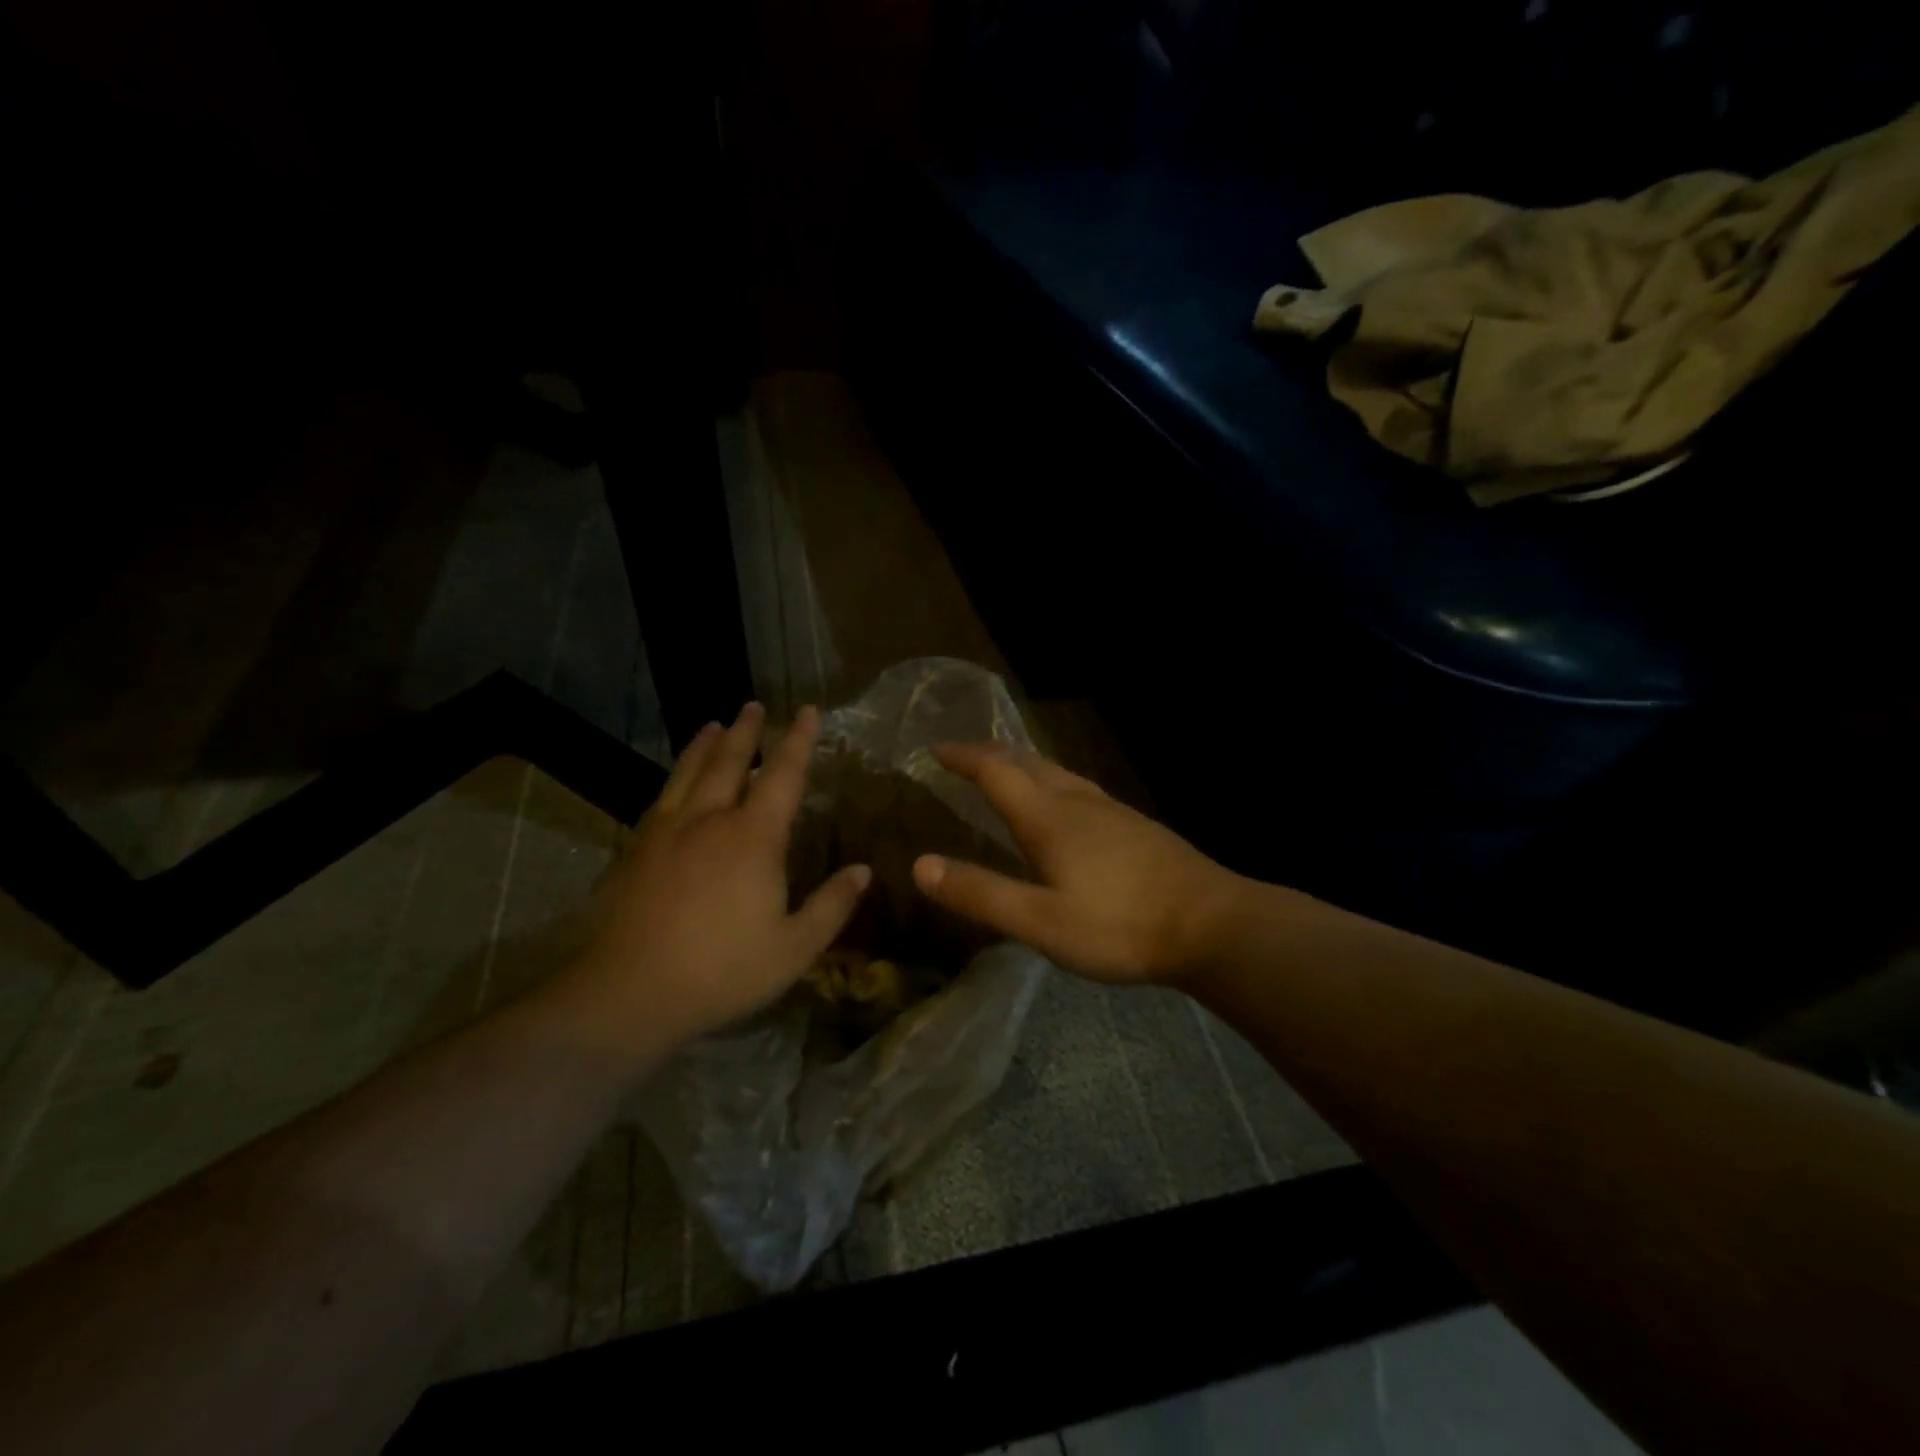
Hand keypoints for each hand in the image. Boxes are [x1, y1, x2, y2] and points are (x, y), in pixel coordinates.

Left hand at [566, 703, 870, 1046]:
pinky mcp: (635, 850)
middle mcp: (709, 820)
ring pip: (689, 773)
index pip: (783, 775)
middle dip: (746, 731)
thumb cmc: (721, 971)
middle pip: (729, 761)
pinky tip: (674, 783)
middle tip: (752, 706)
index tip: (807, 711)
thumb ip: (831, 906)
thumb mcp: (793, 948)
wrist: (627, 993)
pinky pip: (661, 798)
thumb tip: (863, 871)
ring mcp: (666, 832)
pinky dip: (675, 777)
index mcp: (753, 838)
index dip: (799, 741)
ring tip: (713, 725)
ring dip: (705, 745)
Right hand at [911, 743, 1243, 983]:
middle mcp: (1077, 802)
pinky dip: (1053, 782)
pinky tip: (1064, 806)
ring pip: (1058, 773)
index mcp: (1049, 818)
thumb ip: (981, 894)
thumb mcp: (1040, 922)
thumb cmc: (1120, 925)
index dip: (964, 756)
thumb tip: (920, 865)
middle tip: (964, 755)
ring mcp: (1112, 811)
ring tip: (1006, 770)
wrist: (1212, 925)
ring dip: (1024, 765)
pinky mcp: (1135, 826)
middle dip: (991, 754)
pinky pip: (1080, 788)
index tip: (936, 748)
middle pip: (1027, 763)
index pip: (996, 771)